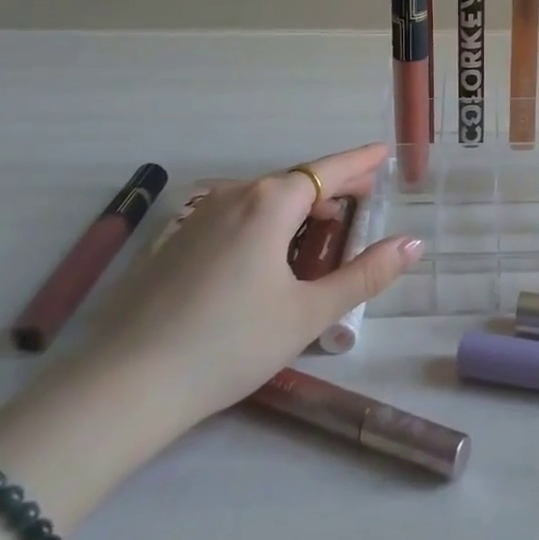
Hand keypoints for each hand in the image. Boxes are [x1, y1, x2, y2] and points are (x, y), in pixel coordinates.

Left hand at [99, 143, 422, 427]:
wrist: (125, 386)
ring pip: (263, 198)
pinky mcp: (176, 242)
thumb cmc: (230, 345)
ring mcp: (199, 216)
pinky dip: (266, 221)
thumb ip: (365, 274)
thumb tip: (413, 243)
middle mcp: (234, 196)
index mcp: (270, 203)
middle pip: (295, 181)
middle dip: (332, 186)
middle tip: (363, 199)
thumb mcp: (308, 313)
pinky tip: (269, 254)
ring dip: (299, 206)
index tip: (384, 153)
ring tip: (322, 228)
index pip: (328, 170)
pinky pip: (235, 215)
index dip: (360, 162)